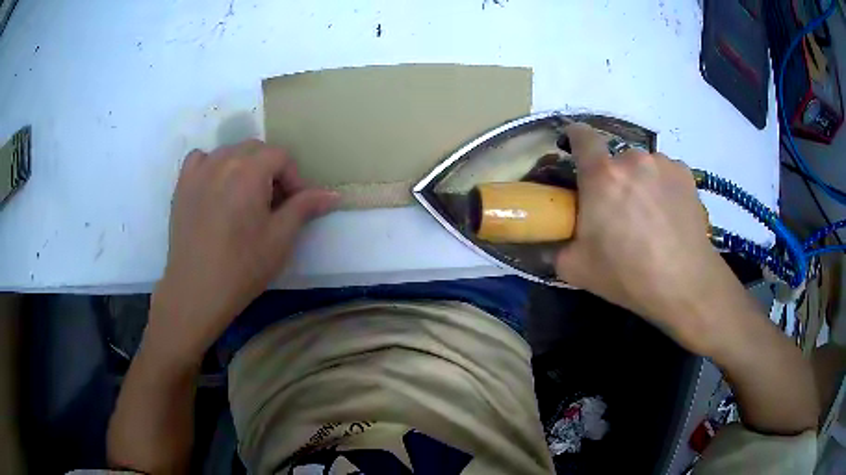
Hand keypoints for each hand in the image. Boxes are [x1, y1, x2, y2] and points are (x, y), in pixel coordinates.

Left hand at [146, 140, 337, 364]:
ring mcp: (199, 171)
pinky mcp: (182, 184)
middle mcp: (223, 161)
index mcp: (249, 171)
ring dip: (243, 167)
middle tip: (272, 204)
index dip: (294, 178)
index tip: (294, 205)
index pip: (281, 156)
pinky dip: (212, 166)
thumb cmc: (243, 266)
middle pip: (256, 149)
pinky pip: (201, 159)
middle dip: (270, 170)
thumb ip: (305, 207)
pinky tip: (215, 187)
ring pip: (229, 152)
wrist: (197, 290)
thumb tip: (333, 194)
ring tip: (244, 198)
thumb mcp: (281, 238)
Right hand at [555, 124, 740, 353]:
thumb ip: (556, 247)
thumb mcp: (576, 269)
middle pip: (614, 158)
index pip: (582, 136)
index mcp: (601, 175)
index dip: (574, 138)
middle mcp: (632, 159)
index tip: (573, 149)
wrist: (684, 284)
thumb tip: (552, 241)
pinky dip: (662, 187)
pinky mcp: (685, 174)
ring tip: (649, 216)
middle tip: (617, 209)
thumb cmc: (628, 275)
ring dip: (639, 181)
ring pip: (642, 165)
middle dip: (611, 177)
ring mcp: (663, 164)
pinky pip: (665, 173)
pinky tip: (669, 215)